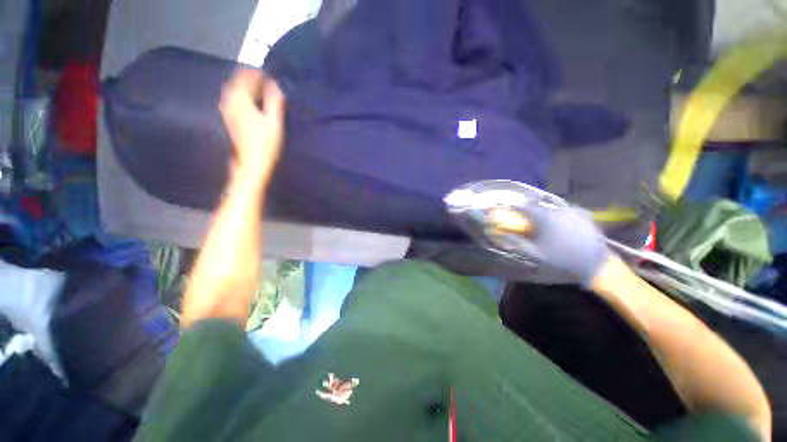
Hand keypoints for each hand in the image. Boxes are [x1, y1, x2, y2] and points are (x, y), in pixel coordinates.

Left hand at [220, 69, 285, 181]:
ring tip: (257, 89)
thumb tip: (275, 84)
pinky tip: (248, 101)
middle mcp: (230, 102)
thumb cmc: (265, 144)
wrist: (251, 164)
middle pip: (236, 81)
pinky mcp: (228, 119)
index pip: (245, 76)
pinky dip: (240, 95)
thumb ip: (274, 101)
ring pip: (232, 90)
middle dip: (249, 78)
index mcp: (241, 100)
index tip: (268, 75)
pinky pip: (231, 99)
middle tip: (264, 81)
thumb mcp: (275, 123)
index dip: (256, 73)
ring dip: (244, 86)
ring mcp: (227, 111)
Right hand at [493, 204, 610, 285]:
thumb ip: (516, 242)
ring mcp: (573, 211)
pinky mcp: (585, 215)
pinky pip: (567, 212)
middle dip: (532, 215)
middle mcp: (557, 209)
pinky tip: (564, 228)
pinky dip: (562, 217)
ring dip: (547, 216)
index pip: (523, 207)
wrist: (596, 264)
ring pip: (553, 210)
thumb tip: (501, 235)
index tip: (512, 217)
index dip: (515, 210)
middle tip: (531, 227)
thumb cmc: (562, 259)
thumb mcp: (535, 253)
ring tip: (549, 230)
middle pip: (538, 208)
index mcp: (544, 217)